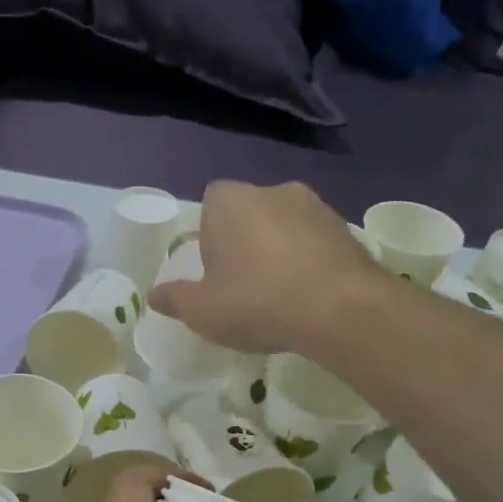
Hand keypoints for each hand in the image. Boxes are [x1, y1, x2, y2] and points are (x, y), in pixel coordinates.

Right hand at [148, 180, 375, 353]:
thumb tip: (154, 296)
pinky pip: (315, 244)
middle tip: (244, 291)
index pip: (209, 209)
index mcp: (230, 200)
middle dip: (244, 247)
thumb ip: (175, 299)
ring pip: (284, 229)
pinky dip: (309, 264)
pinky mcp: (348, 229)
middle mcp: (273, 191)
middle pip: (247, 217)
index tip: (216, 277)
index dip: (210, 243)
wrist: (342, 310)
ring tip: (281, 298)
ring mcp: (316, 206)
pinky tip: (310, 299)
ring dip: (279, 254)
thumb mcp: (202, 310)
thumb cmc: (257, 302)